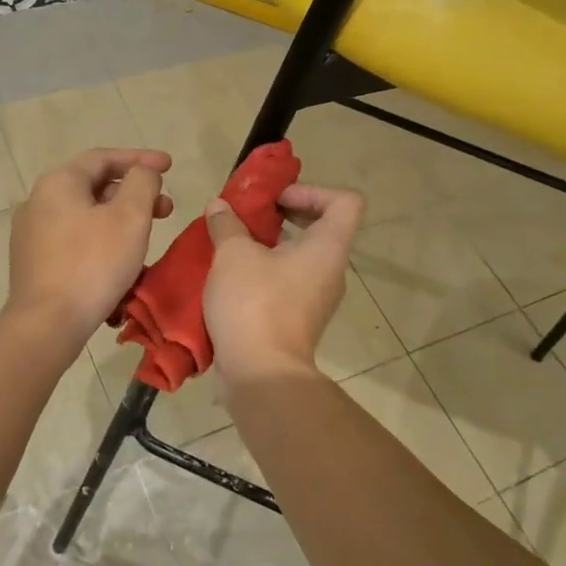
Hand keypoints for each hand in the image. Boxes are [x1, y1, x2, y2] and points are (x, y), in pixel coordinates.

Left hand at [6, 148, 173, 347]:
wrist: (48, 323)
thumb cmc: (93, 264)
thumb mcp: (130, 217)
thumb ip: (142, 183)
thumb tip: (143, 173)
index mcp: (59, 183)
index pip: (104, 158)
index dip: (141, 159)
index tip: (170, 166)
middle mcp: (39, 201)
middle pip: (94, 186)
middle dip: (134, 194)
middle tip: (165, 209)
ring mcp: (32, 233)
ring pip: (86, 215)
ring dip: (120, 220)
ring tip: (146, 239)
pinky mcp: (34, 262)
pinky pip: (75, 240)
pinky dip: (102, 240)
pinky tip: (120, 262)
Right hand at [204, 183, 364, 383]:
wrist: (260, 374)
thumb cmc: (254, 304)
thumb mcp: (233, 255)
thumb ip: (227, 225)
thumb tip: (220, 206)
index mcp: (328, 248)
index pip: (345, 202)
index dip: (312, 191)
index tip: (277, 200)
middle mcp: (331, 271)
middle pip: (322, 227)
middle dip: (284, 215)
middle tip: (250, 216)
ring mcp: (317, 298)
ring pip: (301, 257)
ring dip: (270, 245)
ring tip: (234, 245)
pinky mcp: (299, 319)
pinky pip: (288, 282)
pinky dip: (265, 272)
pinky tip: (232, 277)